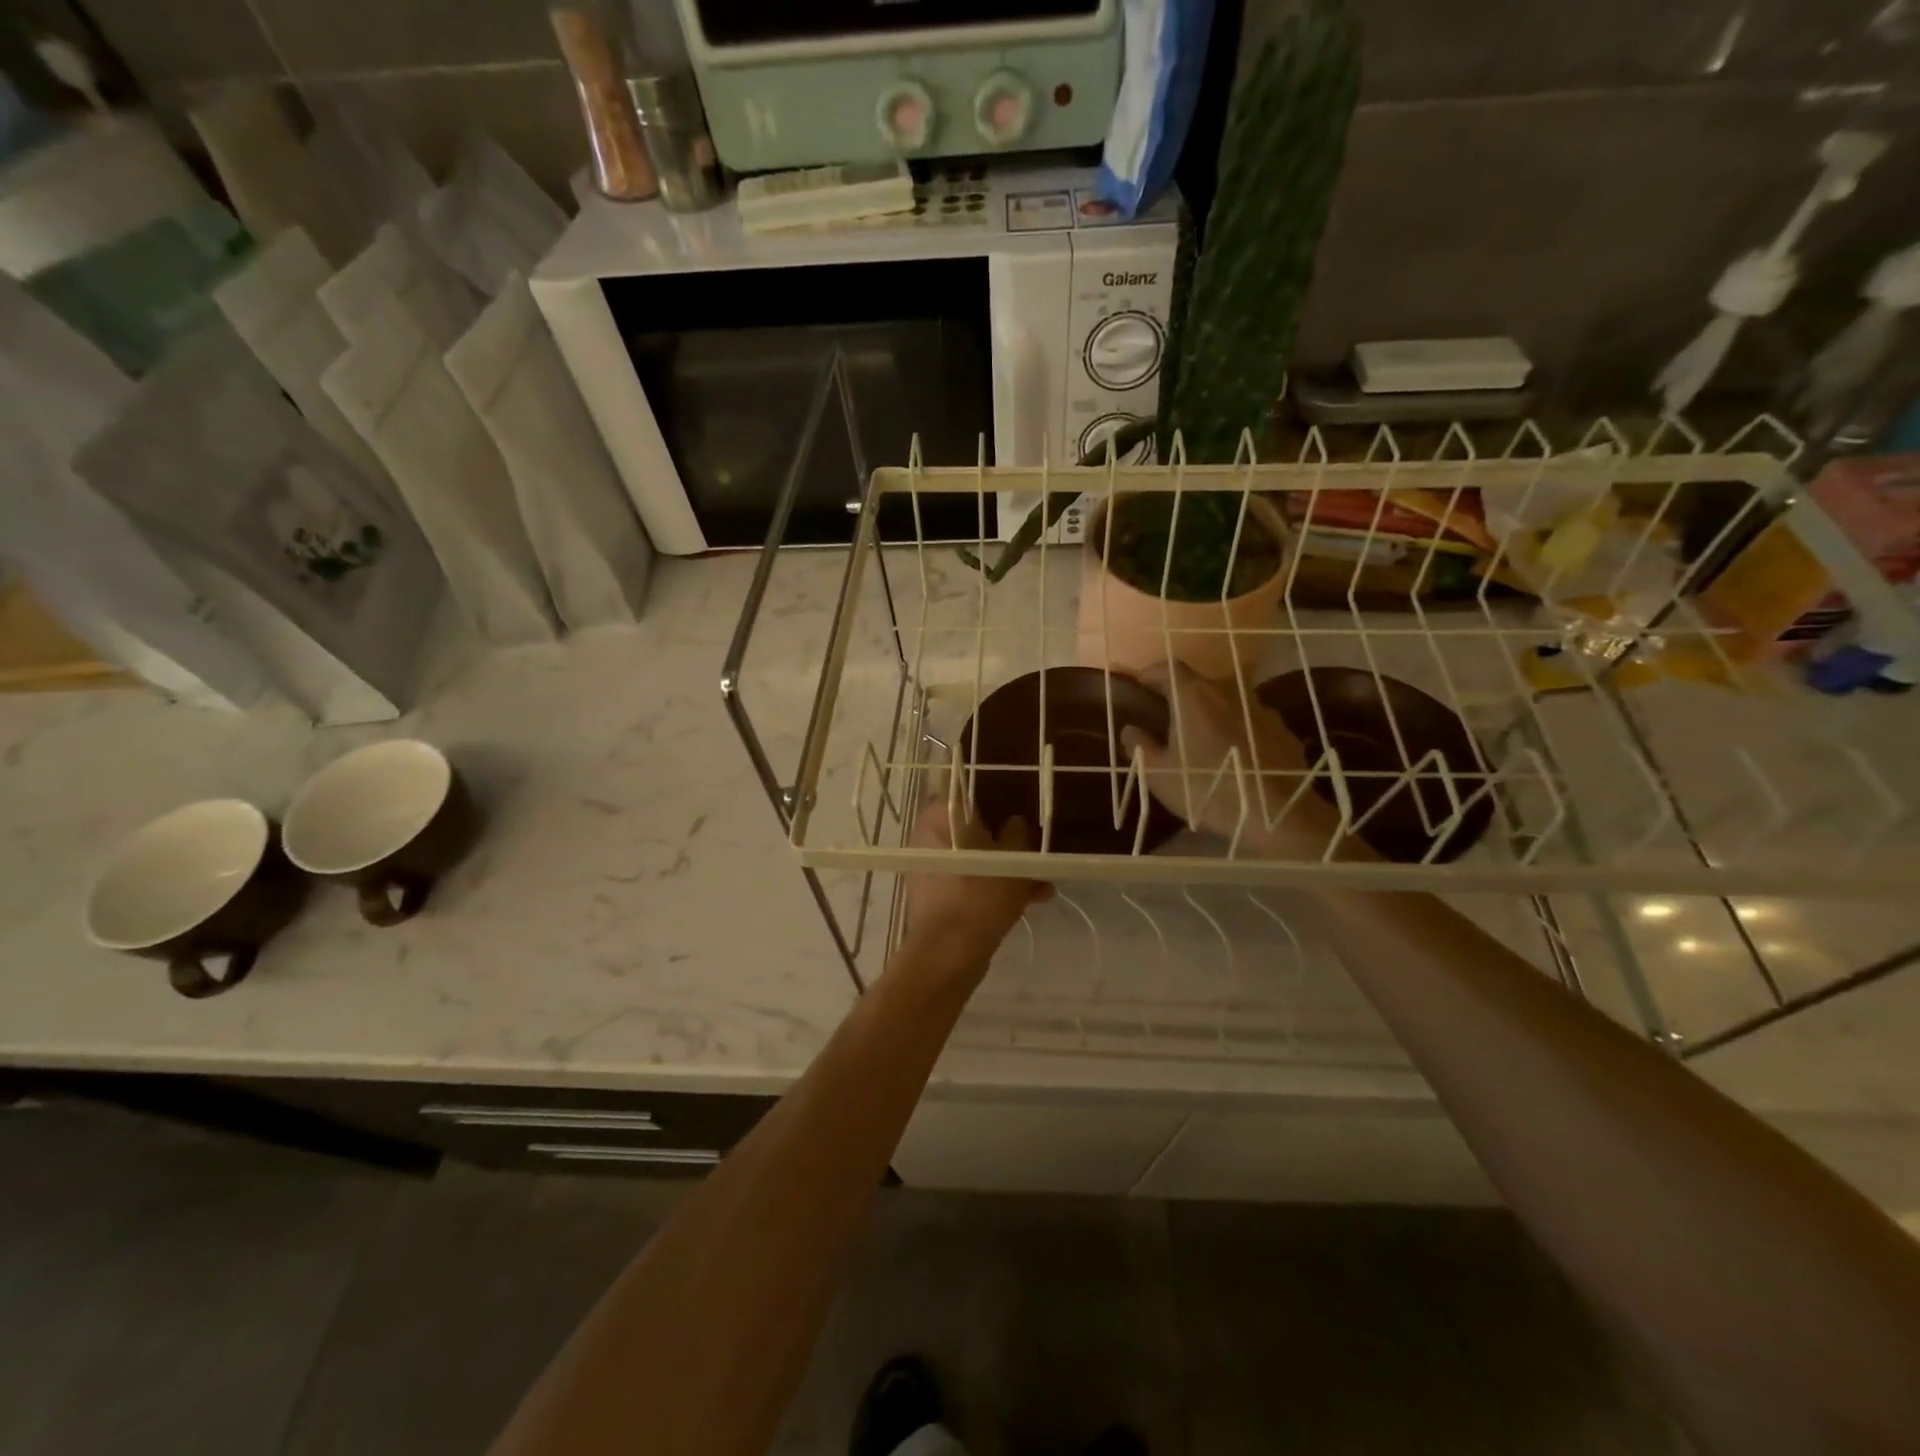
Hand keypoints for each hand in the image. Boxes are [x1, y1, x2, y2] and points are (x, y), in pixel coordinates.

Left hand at [900, 796, 1052, 972]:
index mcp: (938, 818)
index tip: (1013, 792)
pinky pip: (971, 880)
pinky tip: (1033, 897)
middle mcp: (928, 839)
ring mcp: (932, 870)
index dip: (988, 789)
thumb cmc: (978, 897)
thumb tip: (1017, 822)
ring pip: (975, 857)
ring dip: (1006, 865)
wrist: (949, 955)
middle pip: (970, 826)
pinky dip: (995, 885)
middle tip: (1033, 838)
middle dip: (1004, 835)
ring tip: (1043, 877)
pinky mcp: (939, 897)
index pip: (959, 788)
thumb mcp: (1011, 861)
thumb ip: (1018, 835)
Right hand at [1119, 660, 1355, 858]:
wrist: (1277, 814)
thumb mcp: (1159, 774)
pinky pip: (1252, 722)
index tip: (1141, 685)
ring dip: (1213, 712)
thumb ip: (1140, 746)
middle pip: (1200, 682)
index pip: (1168, 668)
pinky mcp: (1283, 731)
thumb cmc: (1207, 789)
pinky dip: (1239, 731)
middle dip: (1182, 695)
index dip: (1152, 674)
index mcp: (1193, 696)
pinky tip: (1236, 755)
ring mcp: (1260, 709)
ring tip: (1204, 737)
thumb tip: (1130, 729)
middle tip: (1170, 716)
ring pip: (1228, 702)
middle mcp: (1228, 691)